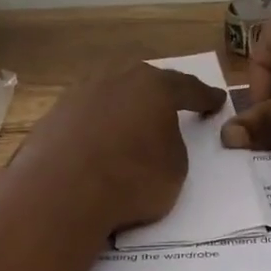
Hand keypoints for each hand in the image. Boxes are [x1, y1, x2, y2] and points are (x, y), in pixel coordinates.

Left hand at [14, 62, 225, 233]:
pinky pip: (85, 116)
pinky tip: (97, 144)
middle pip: (143, 81)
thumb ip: (172, 145)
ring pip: (109, 93)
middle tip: (168, 106)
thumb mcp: (175, 168)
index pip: (187, 87)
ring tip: (129, 126)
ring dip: (122, 107)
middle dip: (157, 93)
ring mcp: (79, 93)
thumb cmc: (131, 179)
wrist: (62, 192)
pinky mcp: (53, 115)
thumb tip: (156, 140)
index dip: (204, 96)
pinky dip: (96, 127)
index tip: (216, 100)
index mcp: (154, 86)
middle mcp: (116, 79)